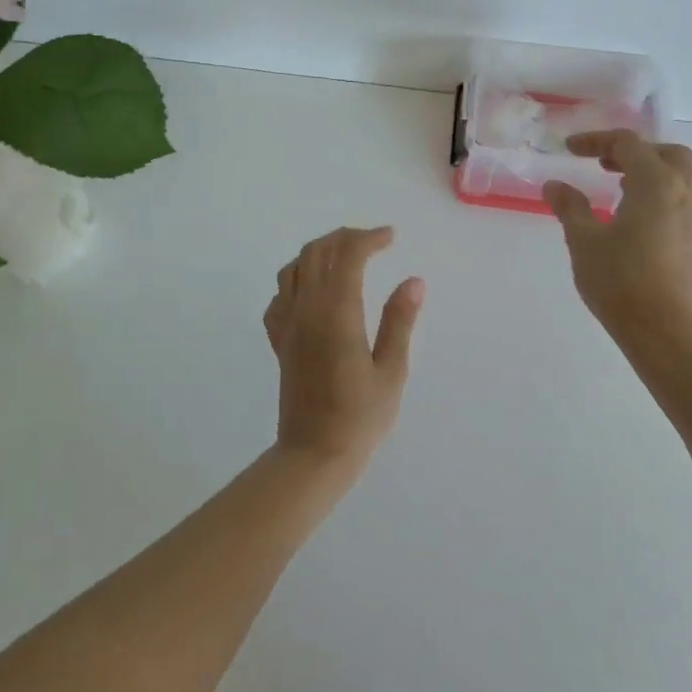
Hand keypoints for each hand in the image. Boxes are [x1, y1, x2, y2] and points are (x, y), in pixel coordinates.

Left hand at [262, 226, 424, 466]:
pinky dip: (296, 281)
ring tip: (344, 258)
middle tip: (372, 241)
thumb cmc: (360, 418)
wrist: (312, 454)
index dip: (369, 238)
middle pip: (317, 252)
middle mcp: (306, 309)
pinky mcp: (278, 340)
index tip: (390, 237)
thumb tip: (412, 280)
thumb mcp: (391, 371)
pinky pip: (279, 296)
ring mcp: (287, 323)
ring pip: (293, 268)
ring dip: (318, 252)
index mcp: (337, 313)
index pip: (348, 256)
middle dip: (344, 237)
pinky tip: (313, 293)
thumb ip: (399, 321)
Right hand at [543, 130, 691, 342]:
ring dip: (654, 171)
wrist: (662, 330)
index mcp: (655, 183)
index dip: (596, 140)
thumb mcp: (583, 240)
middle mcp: (684, 192)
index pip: (627, 143)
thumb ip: (570, 207)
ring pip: (684, 176)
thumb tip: (554, 185)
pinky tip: (640, 216)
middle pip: (666, 153)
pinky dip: (665, 193)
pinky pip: (687, 199)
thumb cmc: (619, 279)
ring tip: (623, 187)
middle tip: (604, 164)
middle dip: (634, 151)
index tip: (569, 150)